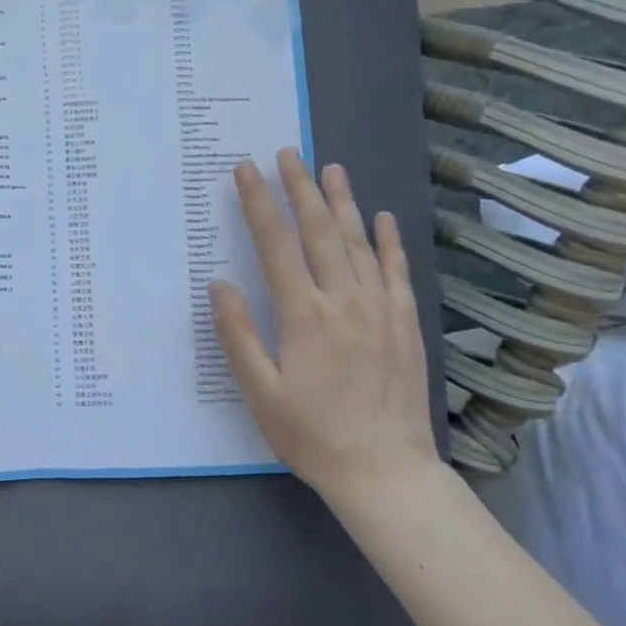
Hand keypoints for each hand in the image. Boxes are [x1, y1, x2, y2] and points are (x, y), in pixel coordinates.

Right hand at [209, 150, 439, 508]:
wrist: (386, 472)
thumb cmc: (311, 434)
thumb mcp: (259, 392)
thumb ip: (238, 334)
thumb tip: (220, 283)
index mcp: (303, 315)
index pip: (275, 245)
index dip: (259, 204)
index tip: (246, 170)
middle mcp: (343, 301)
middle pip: (319, 231)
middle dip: (300, 188)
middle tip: (288, 153)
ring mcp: (379, 309)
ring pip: (358, 243)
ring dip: (342, 202)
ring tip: (330, 168)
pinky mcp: (405, 324)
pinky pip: (395, 271)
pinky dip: (388, 241)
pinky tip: (382, 218)